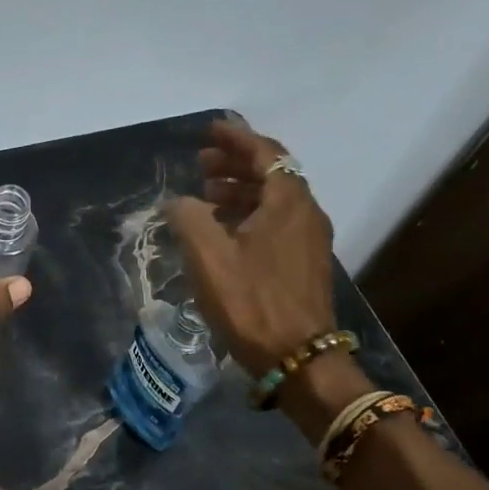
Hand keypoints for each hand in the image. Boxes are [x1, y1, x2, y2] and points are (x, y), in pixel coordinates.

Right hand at [162, 119, 336, 373]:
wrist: (297, 358)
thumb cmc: (251, 302)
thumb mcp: (208, 257)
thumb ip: (189, 218)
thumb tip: (180, 201)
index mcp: (288, 202)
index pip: (265, 153)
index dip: (236, 139)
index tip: (210, 131)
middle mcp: (305, 214)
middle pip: (272, 173)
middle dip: (236, 163)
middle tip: (202, 163)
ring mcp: (309, 240)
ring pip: (273, 200)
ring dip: (241, 190)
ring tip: (206, 194)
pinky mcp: (304, 263)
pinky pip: (276, 222)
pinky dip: (250, 214)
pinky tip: (225, 230)